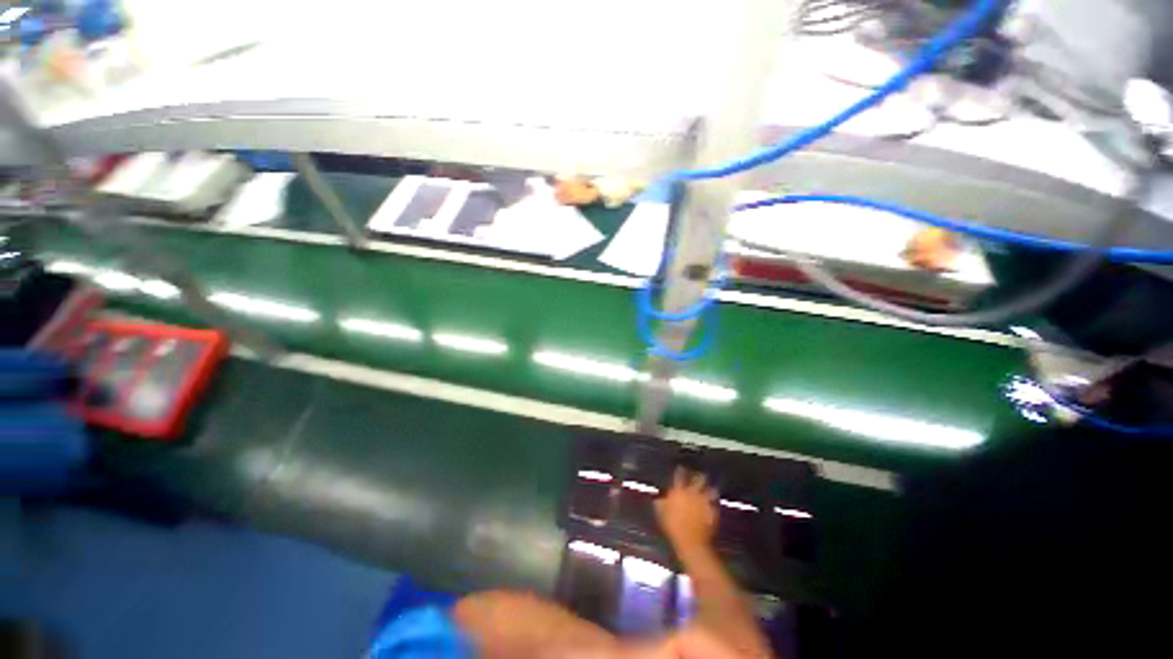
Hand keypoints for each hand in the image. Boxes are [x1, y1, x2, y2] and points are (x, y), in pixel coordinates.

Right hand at [655, 468, 717, 552]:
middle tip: (699, 473)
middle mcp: (692, 493)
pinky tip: (713, 503)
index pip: (679, 476)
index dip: (680, 470)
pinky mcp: (711, 511)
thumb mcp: (661, 514)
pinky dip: (714, 502)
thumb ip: (660, 504)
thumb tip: (658, 499)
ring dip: (710, 488)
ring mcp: (703, 501)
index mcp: (679, 491)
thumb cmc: (672, 526)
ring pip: (709, 489)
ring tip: (711, 487)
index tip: (681, 467)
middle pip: (698, 479)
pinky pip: (714, 503)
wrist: (690, 541)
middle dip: (699, 475)